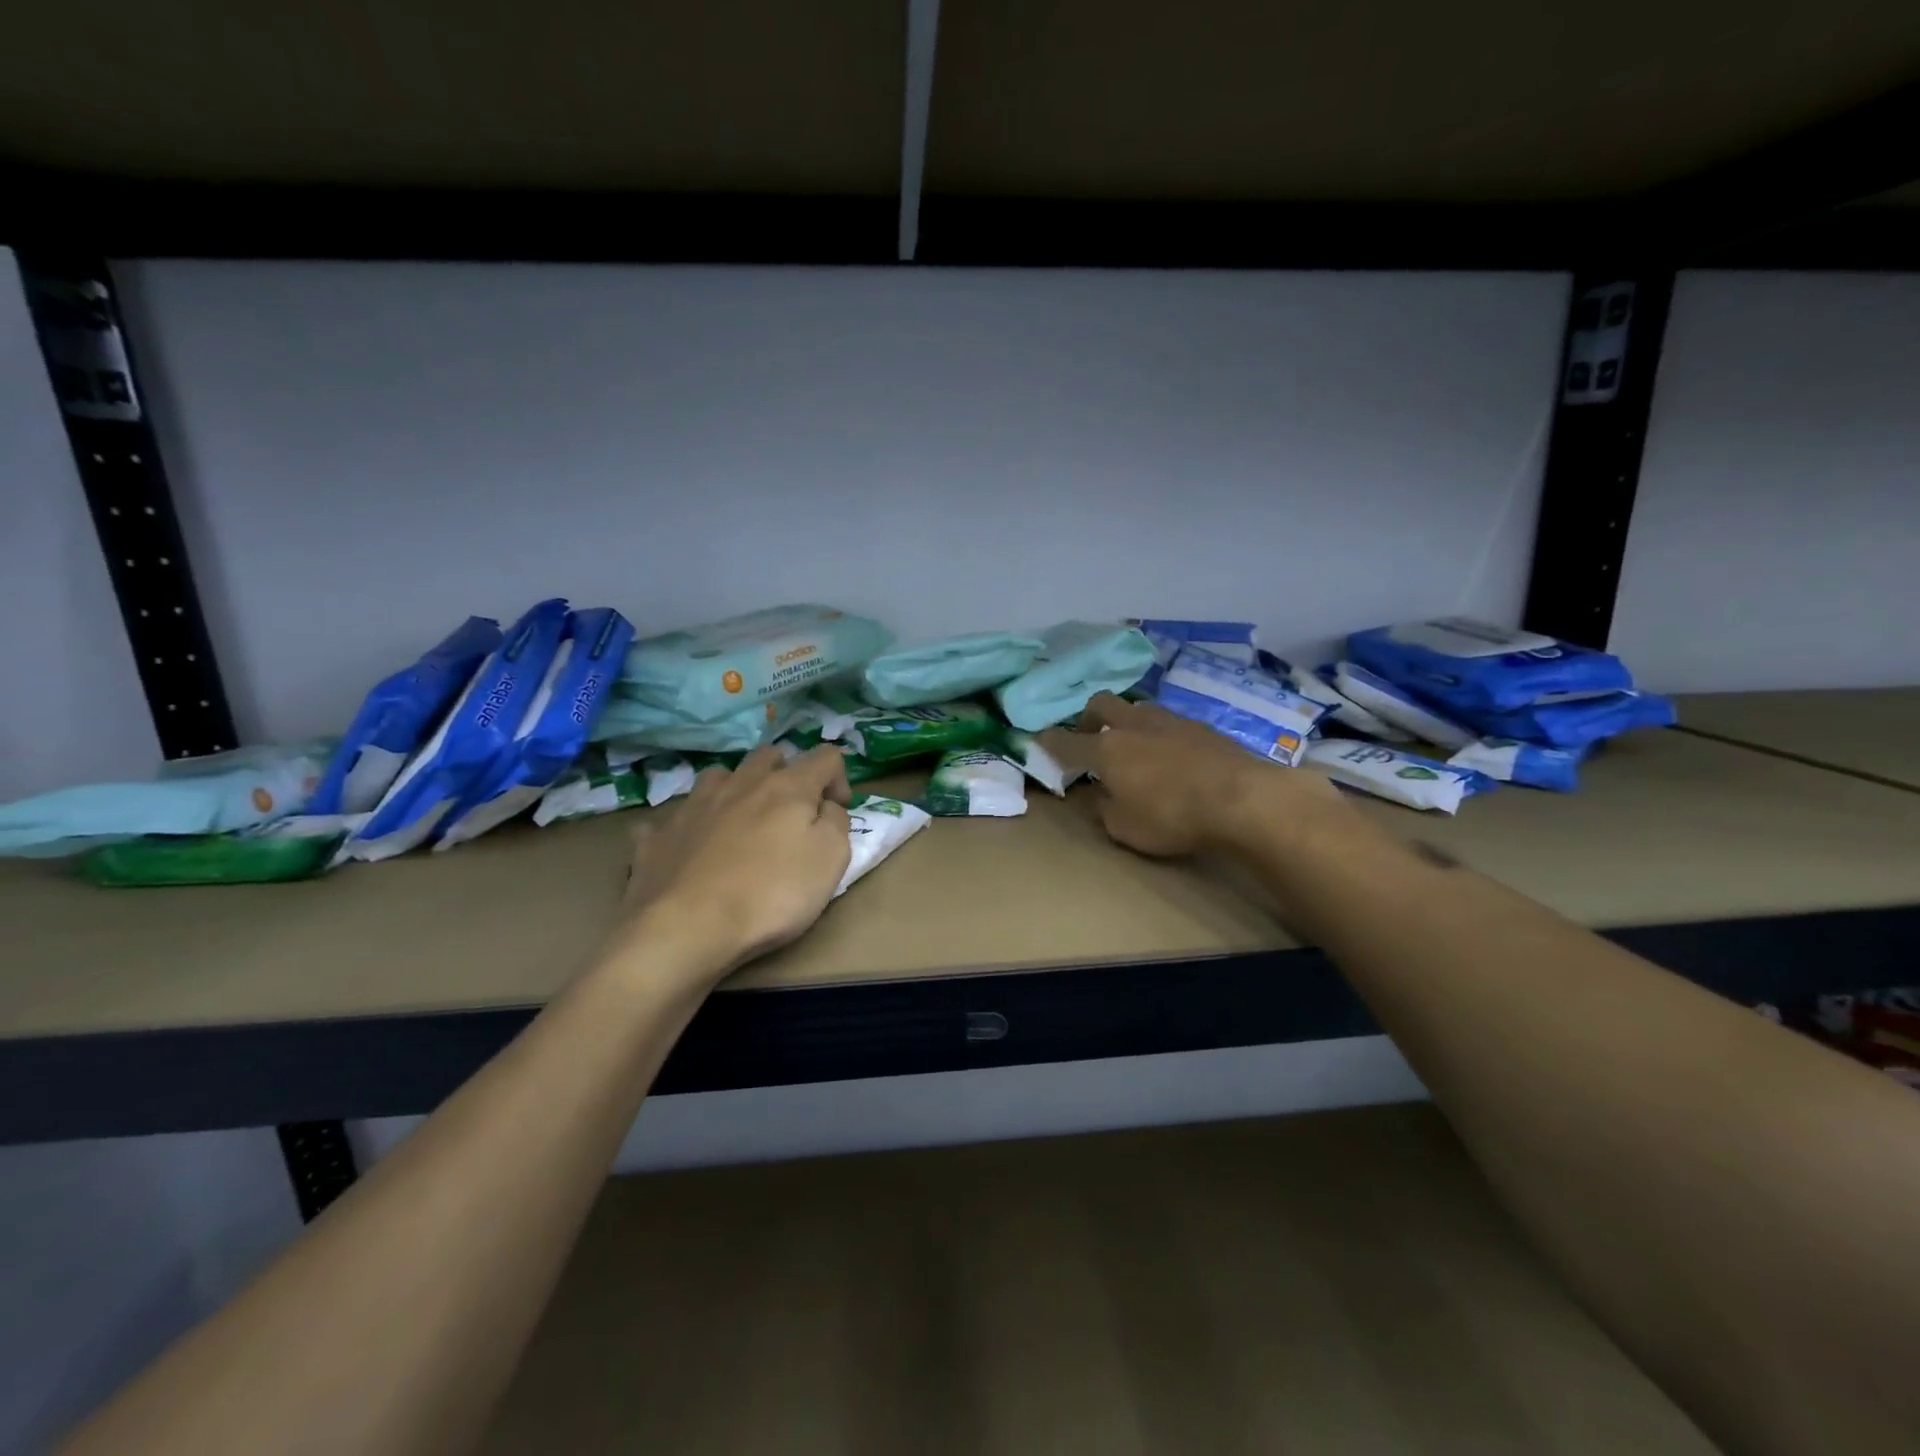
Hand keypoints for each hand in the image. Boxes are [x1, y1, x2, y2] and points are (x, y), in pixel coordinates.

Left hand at [614, 744, 851, 980]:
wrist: (686, 928)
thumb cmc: (771, 894)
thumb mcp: (831, 859)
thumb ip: (836, 823)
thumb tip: (827, 806)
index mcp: (787, 787)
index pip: (825, 757)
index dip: (839, 778)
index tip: (837, 812)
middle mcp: (740, 783)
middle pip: (769, 755)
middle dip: (787, 773)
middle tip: (792, 812)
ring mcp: (694, 805)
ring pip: (719, 776)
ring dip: (737, 789)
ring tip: (742, 821)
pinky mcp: (659, 834)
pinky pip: (676, 816)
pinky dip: (690, 826)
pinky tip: (691, 848)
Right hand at [1039, 693, 1341, 857]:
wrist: (1242, 798)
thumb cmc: (1173, 817)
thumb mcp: (1125, 829)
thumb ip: (1106, 810)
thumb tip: (1103, 796)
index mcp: (1107, 750)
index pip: (1067, 742)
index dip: (1049, 742)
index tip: (1039, 741)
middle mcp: (1134, 725)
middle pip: (1101, 704)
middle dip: (1088, 717)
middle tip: (1089, 736)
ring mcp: (1170, 720)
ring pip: (1138, 708)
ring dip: (1128, 722)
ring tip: (1134, 746)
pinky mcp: (1202, 726)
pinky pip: (1169, 722)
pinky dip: (1160, 734)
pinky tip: (1171, 755)